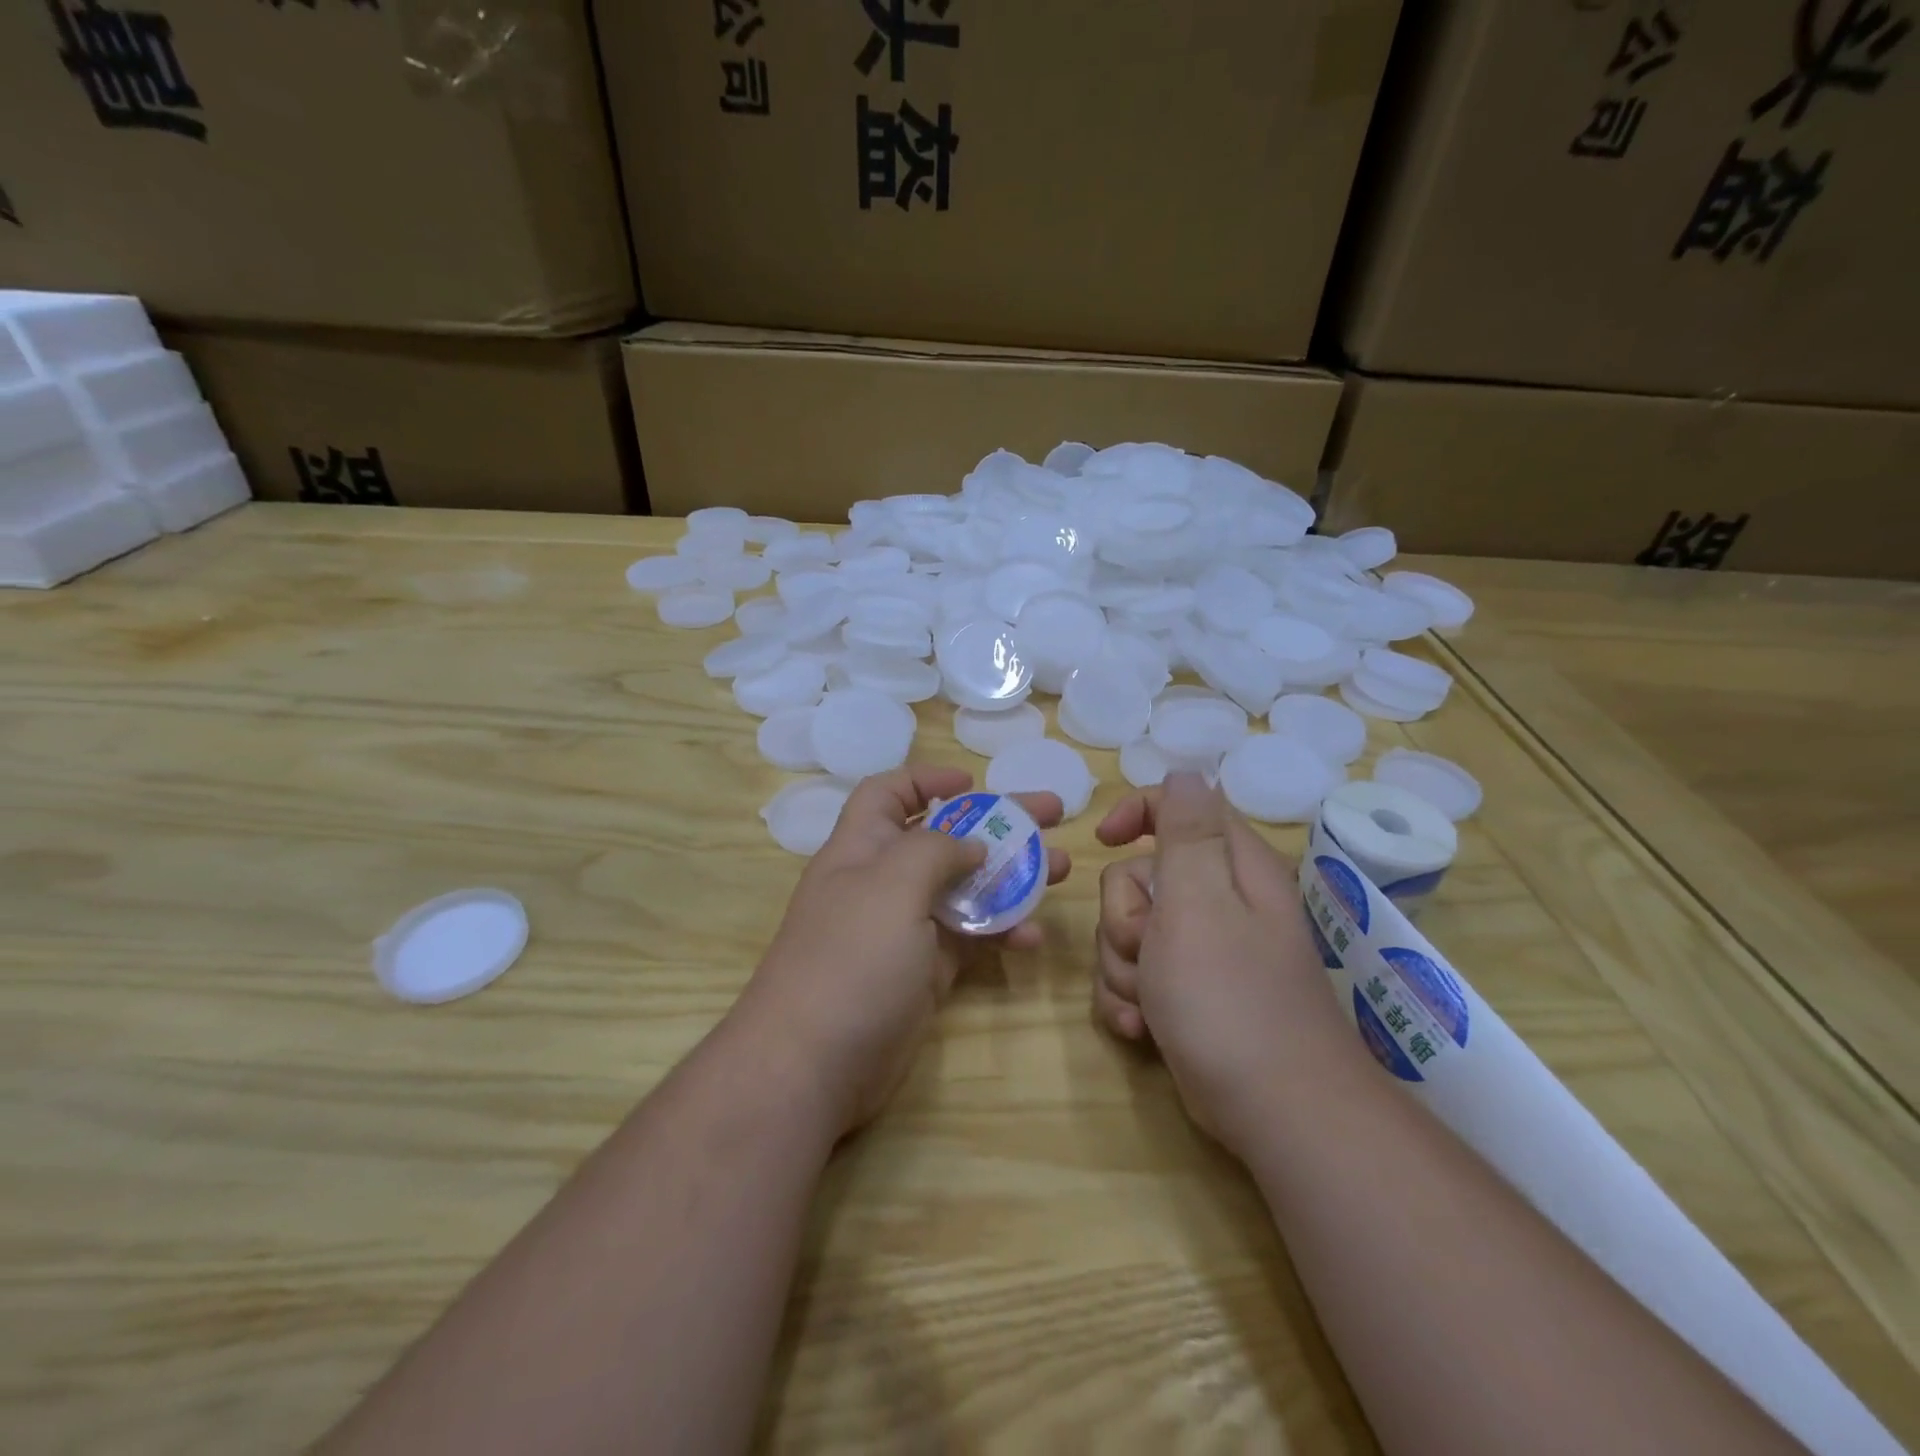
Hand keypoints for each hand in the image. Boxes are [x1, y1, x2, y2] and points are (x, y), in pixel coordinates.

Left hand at [743, 766, 1069, 1137]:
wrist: (814, 1064)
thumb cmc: (851, 958)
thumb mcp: (891, 885)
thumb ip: (935, 851)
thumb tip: (972, 844)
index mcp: (862, 847)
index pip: (889, 793)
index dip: (927, 779)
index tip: (975, 782)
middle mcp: (883, 881)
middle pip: (944, 837)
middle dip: (996, 822)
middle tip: (1051, 814)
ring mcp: (906, 928)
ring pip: (965, 888)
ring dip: (1012, 876)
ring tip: (1061, 869)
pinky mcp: (926, 971)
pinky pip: (971, 938)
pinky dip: (1001, 931)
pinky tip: (1033, 937)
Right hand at [1093, 773, 1356, 1152]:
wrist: (1274, 1111)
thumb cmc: (1228, 998)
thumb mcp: (1198, 903)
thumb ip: (1188, 833)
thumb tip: (1188, 771)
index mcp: (1231, 869)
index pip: (1181, 807)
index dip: (1138, 814)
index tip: (1106, 840)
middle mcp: (1220, 903)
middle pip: (1139, 879)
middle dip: (1124, 919)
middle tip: (1145, 952)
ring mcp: (1204, 952)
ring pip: (1130, 933)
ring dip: (1123, 968)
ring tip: (1147, 1005)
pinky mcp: (1190, 995)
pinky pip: (1137, 977)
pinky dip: (1129, 1000)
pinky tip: (1139, 1030)